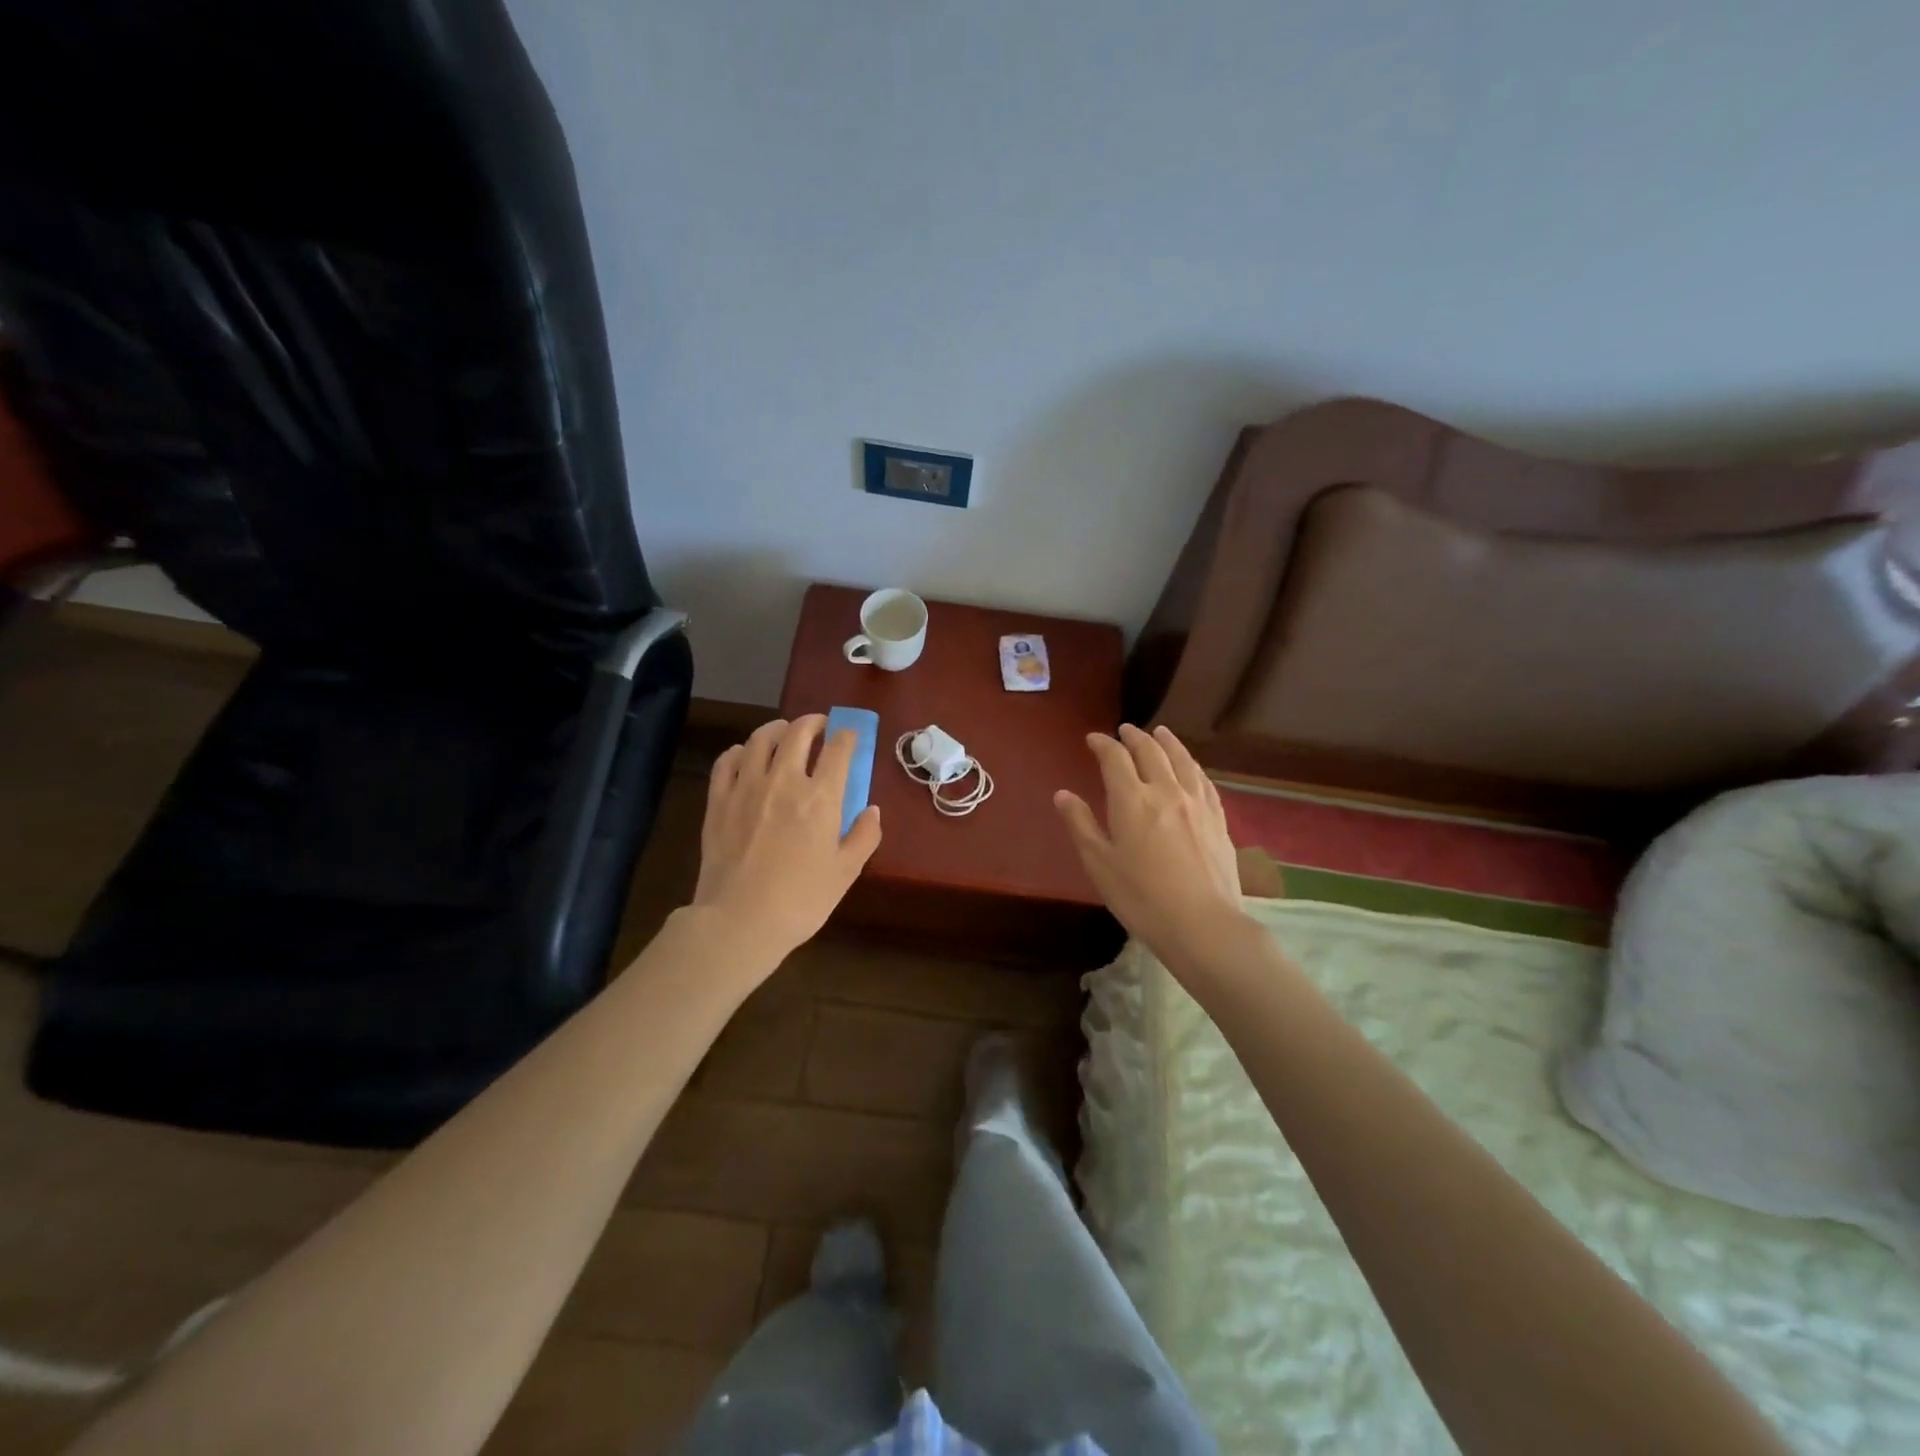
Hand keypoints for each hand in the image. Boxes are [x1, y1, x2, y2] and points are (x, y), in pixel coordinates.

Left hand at [692, 715, 881, 965]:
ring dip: (776, 728)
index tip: (850, 737)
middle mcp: (784, 781)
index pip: (838, 750)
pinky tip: (744, 755)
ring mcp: (746, 787)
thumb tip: (872, 810)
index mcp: (820, 798)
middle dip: (813, 722)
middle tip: (820, 725)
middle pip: (797, 733)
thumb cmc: (801, 901)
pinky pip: (726, 761)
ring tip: (783, 732)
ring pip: (760, 739)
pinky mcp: (718, 801)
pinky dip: (739, 751)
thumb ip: (864, 836)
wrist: (739, 921)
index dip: (847, 737)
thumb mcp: (845, 872)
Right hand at [1055, 724, 1245, 963]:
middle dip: (1134, 737)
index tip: (1093, 739)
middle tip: (1124, 730)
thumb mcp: (1099, 864)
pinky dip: (1192, 765)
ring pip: (1182, 760)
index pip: (1115, 759)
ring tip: (1161, 733)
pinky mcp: (1218, 819)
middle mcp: (1166, 791)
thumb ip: (1080, 824)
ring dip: (1168, 742)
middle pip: (1151, 752)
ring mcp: (1197, 803)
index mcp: (1132, 800)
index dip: (1103, 744)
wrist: (1202, 924)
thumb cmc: (1141, 898)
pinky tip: (1191, 768)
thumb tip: (1062, 794)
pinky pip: (1204, 781)